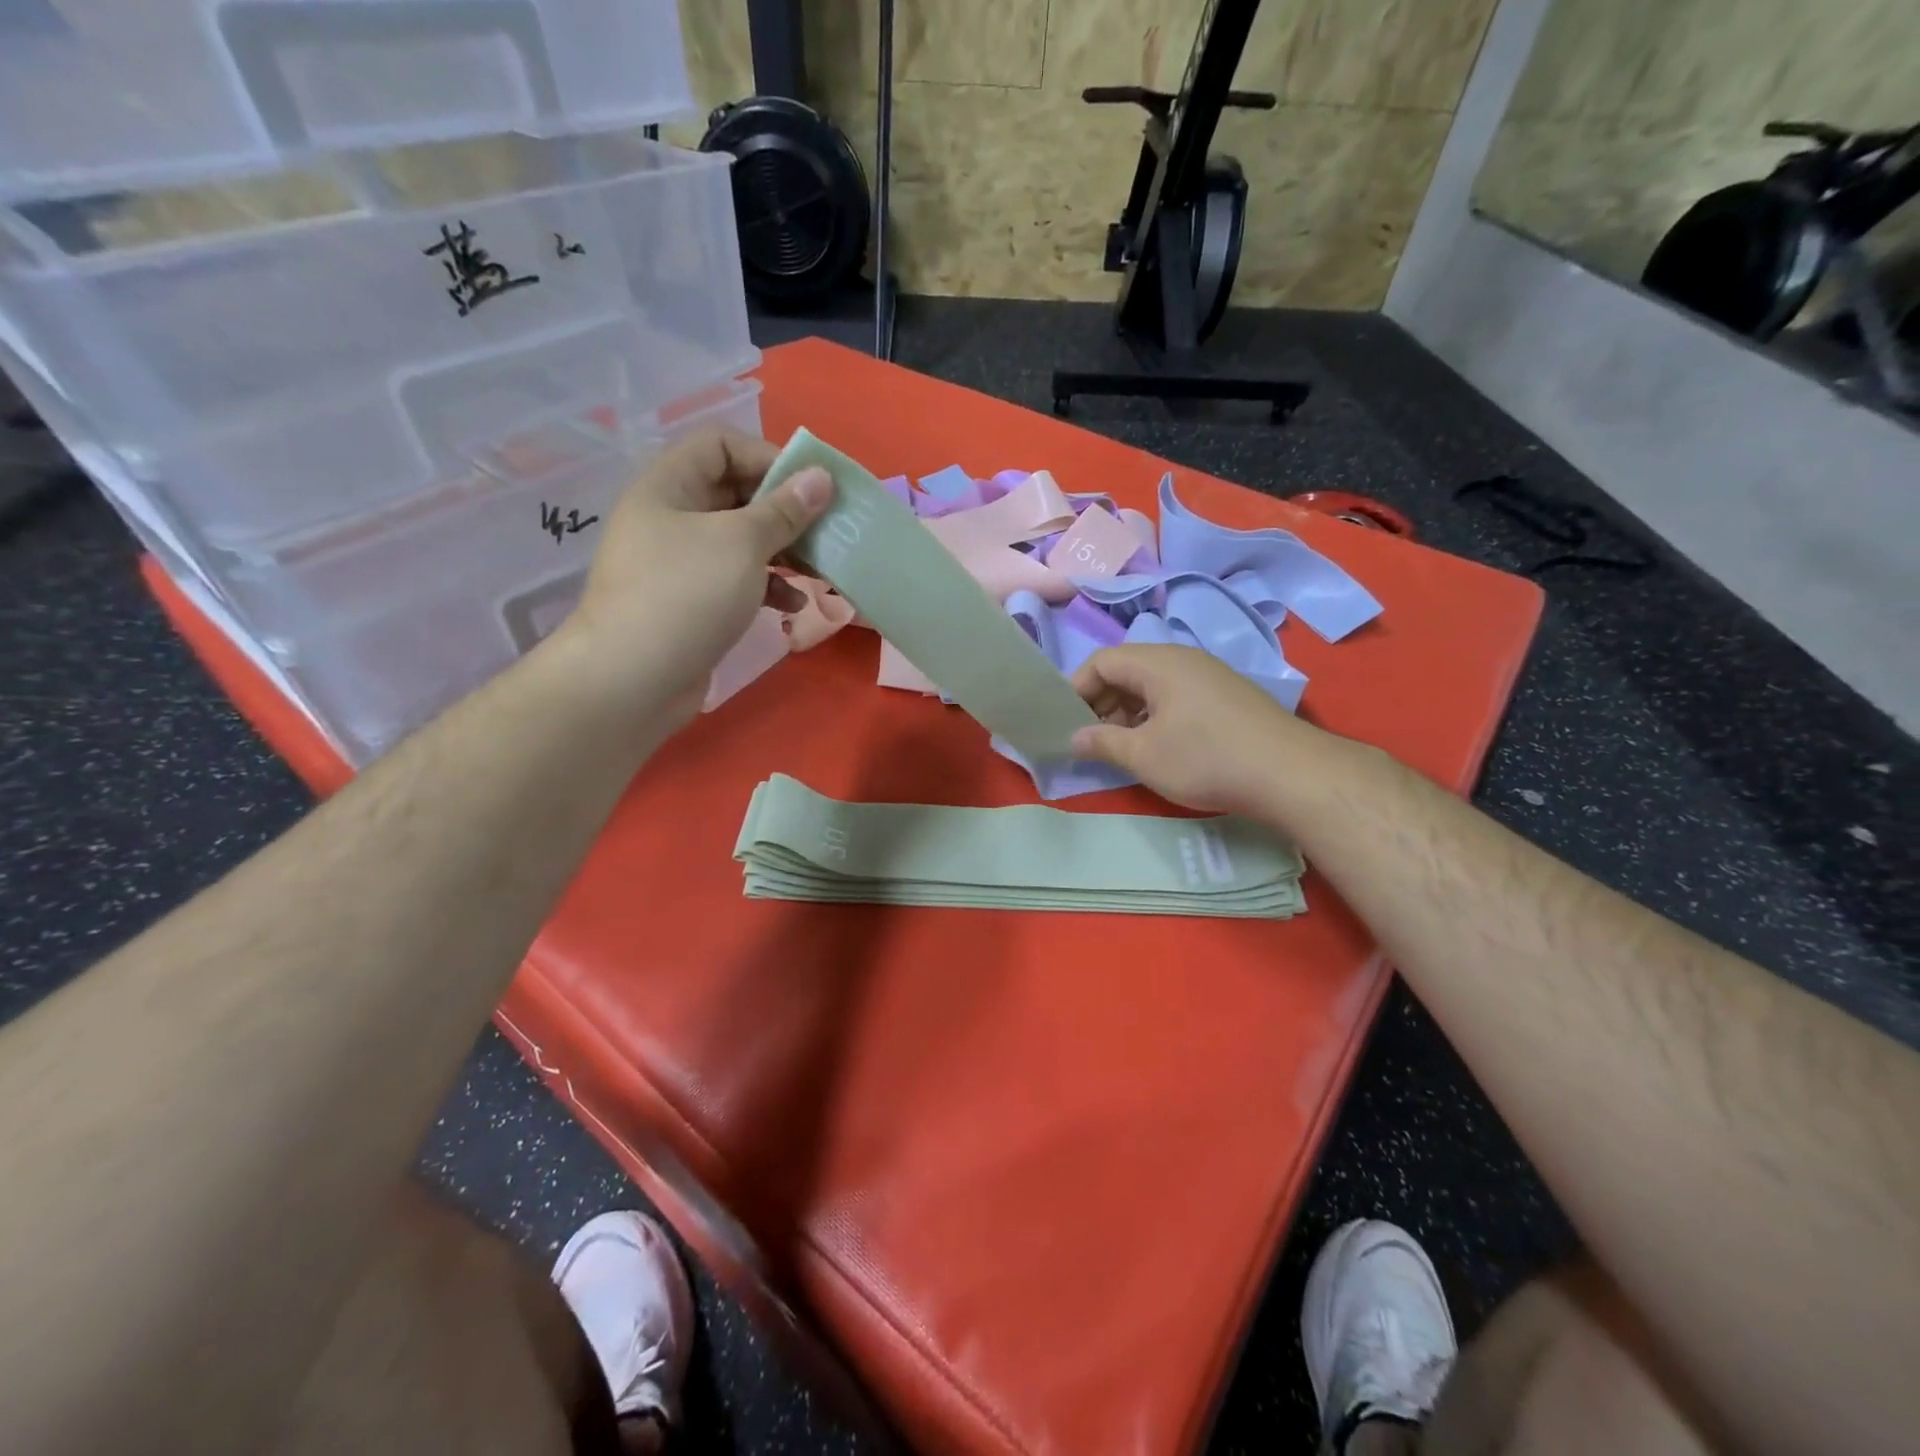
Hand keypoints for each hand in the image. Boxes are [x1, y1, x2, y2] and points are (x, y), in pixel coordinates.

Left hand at [553, 429, 832, 724]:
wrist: (633, 680)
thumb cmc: (686, 595)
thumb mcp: (742, 543)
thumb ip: (784, 510)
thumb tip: (821, 477)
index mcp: (670, 486)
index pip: (721, 445)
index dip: (767, 457)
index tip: (810, 487)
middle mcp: (672, 517)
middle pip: (736, 494)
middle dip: (785, 511)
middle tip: (826, 530)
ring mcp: (681, 563)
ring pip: (742, 541)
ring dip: (784, 552)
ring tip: (819, 571)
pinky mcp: (693, 603)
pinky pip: (737, 580)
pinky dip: (767, 587)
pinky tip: (793, 606)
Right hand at [1070, 645, 1327, 816]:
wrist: (1289, 773)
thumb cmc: (1205, 758)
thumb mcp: (1143, 755)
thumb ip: (1102, 743)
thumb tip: (1074, 737)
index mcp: (1158, 663)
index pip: (1101, 661)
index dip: (1076, 689)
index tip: (1067, 723)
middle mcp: (1183, 659)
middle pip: (1126, 670)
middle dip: (1101, 702)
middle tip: (1092, 739)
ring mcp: (1209, 676)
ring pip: (1152, 685)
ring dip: (1128, 712)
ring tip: (1122, 747)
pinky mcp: (1226, 696)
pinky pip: (1176, 695)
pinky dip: (1155, 715)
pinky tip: (1159, 747)